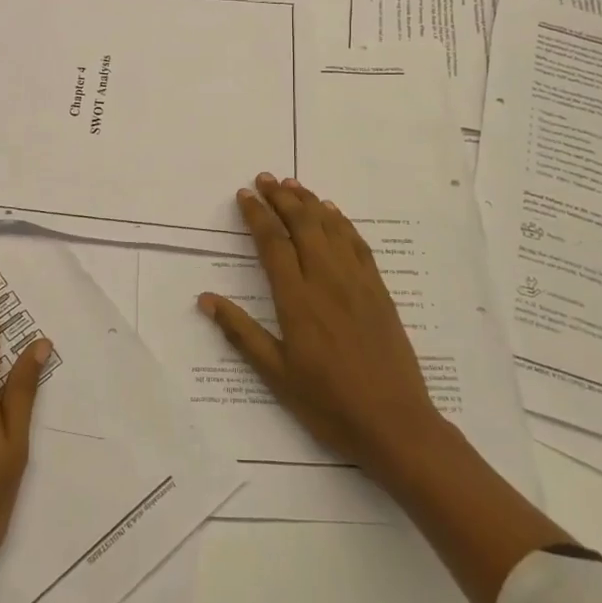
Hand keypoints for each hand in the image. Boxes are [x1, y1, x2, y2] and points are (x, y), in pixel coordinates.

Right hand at [198, 173, 443, 482]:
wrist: (395, 424)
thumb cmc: (328, 403)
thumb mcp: (276, 374)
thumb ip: (241, 333)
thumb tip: (205, 299)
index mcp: (297, 300)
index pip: (273, 242)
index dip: (257, 214)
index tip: (244, 194)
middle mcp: (326, 280)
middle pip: (302, 224)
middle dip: (281, 197)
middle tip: (265, 178)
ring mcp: (357, 282)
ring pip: (330, 227)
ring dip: (309, 201)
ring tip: (292, 183)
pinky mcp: (379, 291)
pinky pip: (358, 244)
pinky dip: (342, 222)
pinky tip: (333, 212)